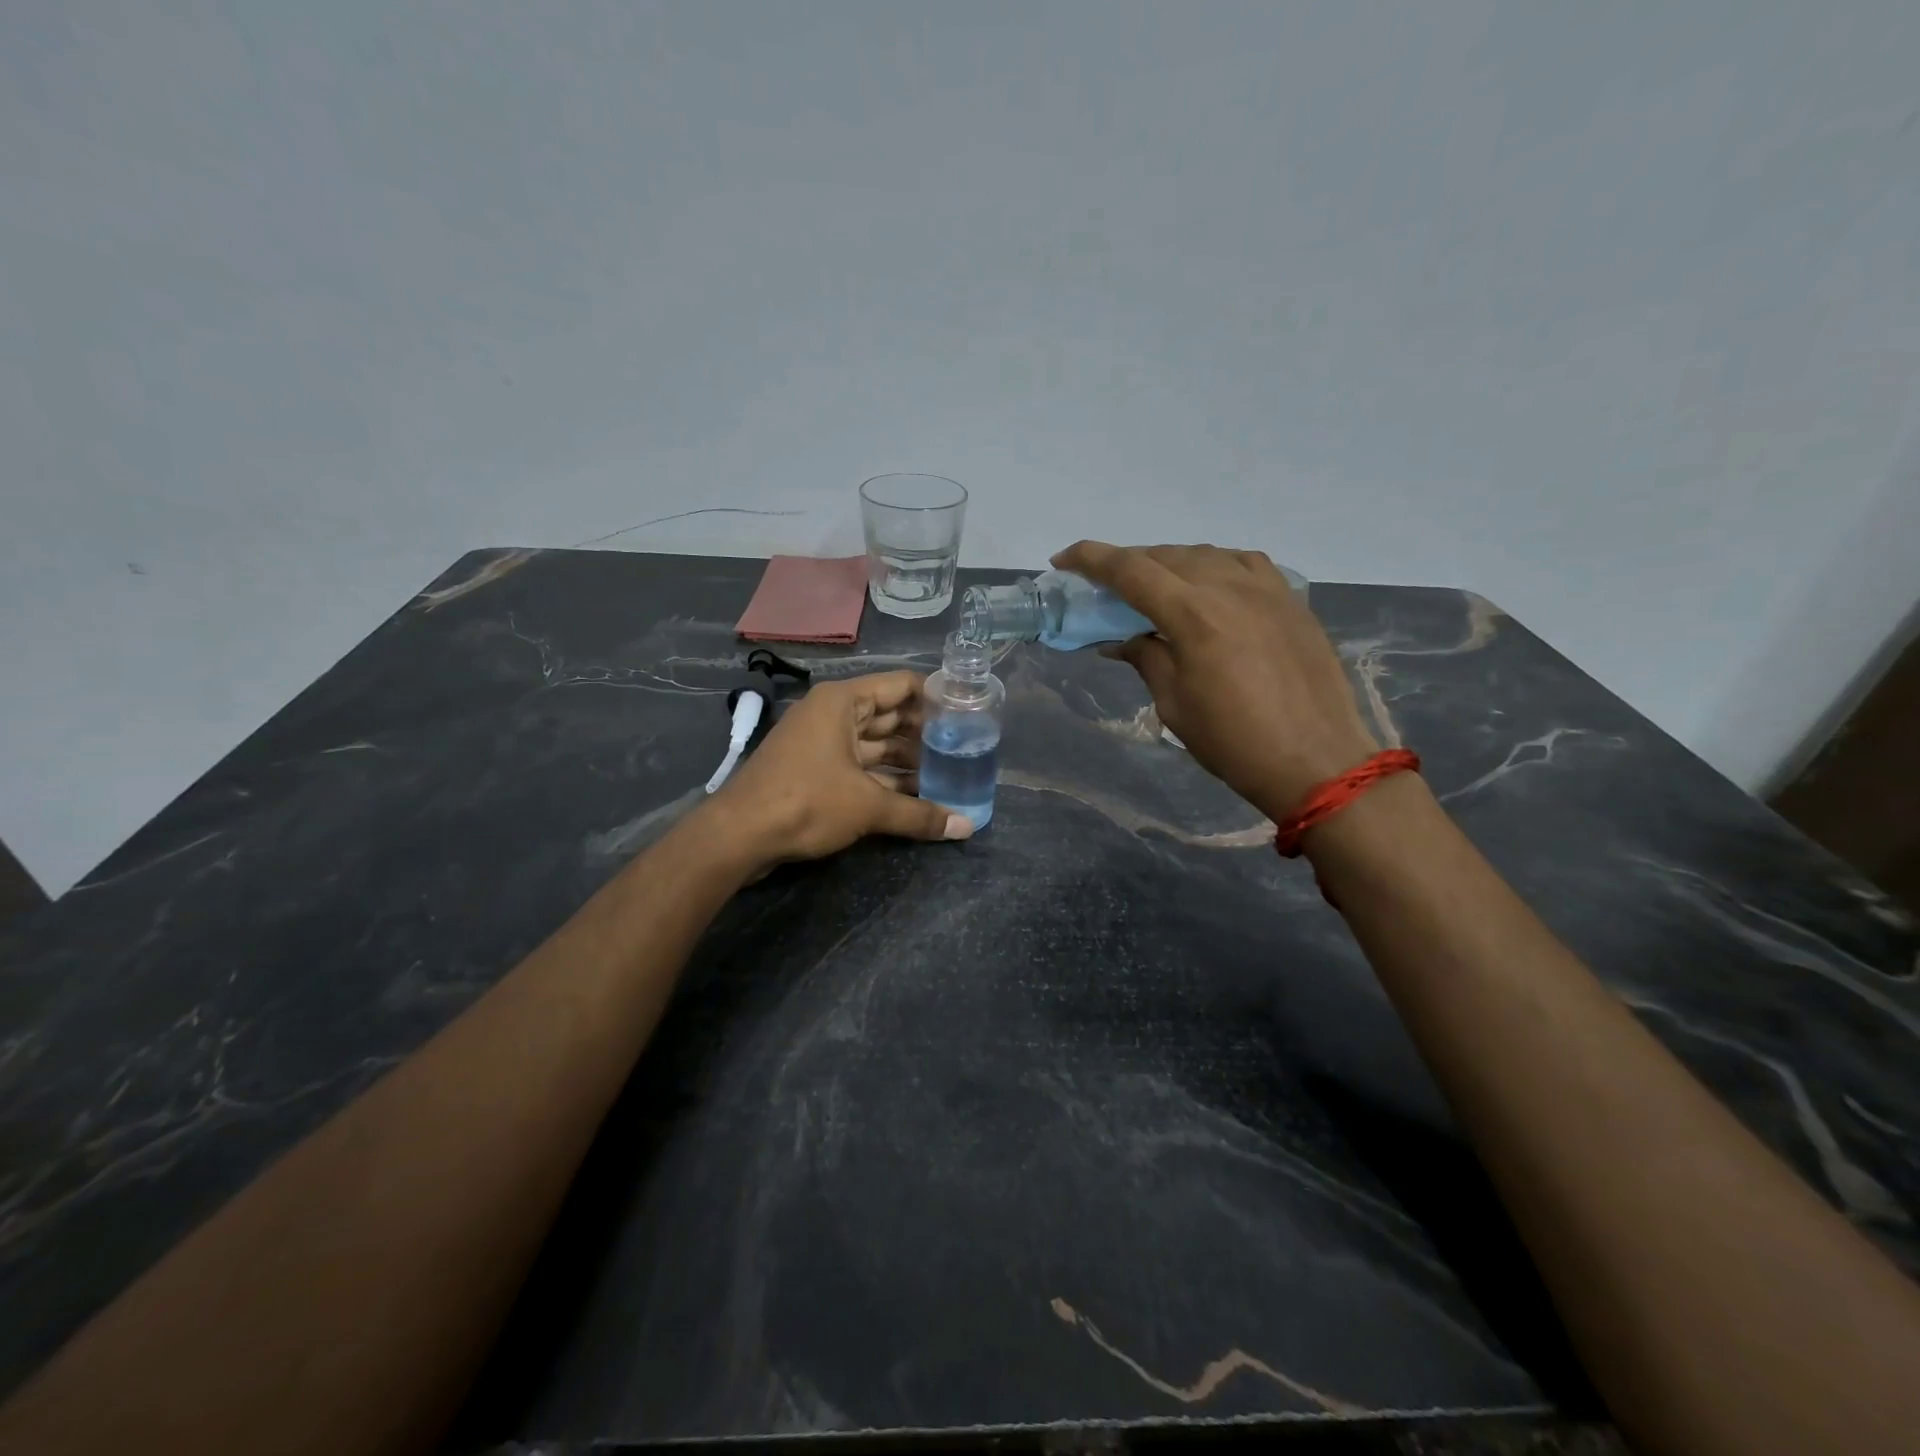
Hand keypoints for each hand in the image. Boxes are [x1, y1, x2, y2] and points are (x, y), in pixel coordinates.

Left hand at [698, 670, 971, 871]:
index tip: (968, 713)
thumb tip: (967, 828)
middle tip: (965, 748)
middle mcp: (833, 714)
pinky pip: (860, 766)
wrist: (739, 835)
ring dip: (907, 760)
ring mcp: (821, 742)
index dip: (936, 697)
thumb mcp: (868, 807)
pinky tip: (916, 795)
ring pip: (875, 745)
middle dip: (925, 734)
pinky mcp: (814, 769)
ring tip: (948, 774)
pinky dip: (886, 778)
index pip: (902, 685)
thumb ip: (920, 815)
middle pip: (890, 715)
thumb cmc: (806, 802)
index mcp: (843, 701)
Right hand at [1053, 542, 1377, 815]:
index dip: (1091, 559)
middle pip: (1165, 556)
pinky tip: (1209, 585)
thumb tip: (1120, 639)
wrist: (1317, 761)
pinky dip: (1214, 566)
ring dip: (1169, 563)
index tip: (1063, 560)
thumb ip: (1146, 658)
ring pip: (1205, 555)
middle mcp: (1229, 586)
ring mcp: (1266, 588)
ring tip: (1153, 587)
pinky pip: (1243, 564)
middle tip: (1104, 586)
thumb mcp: (1174, 704)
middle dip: (1127, 564)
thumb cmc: (1233, 742)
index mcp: (1193, 614)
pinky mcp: (1291, 599)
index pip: (1130, 570)